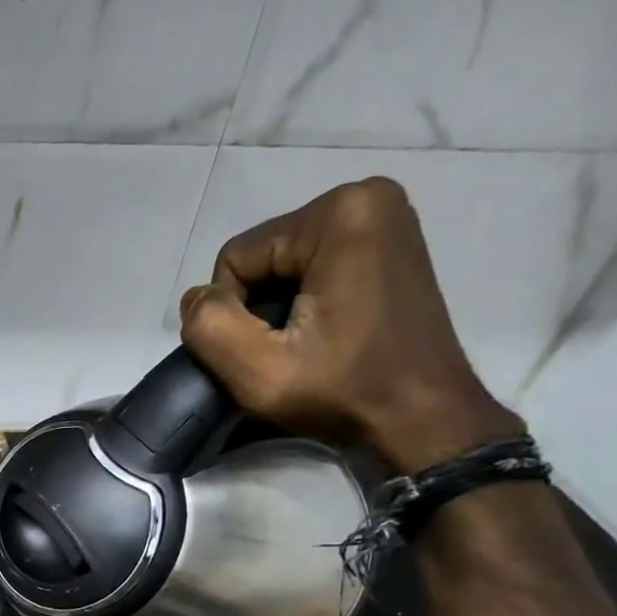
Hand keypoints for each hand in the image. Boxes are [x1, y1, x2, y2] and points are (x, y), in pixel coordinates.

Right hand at [177, 177, 523, 472]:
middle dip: (256, 308)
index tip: (267, 351)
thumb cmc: (343, 392)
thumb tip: (195, 300)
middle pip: (260, 257)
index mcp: (339, 213)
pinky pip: (311, 267)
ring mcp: (383, 218)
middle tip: (284, 352)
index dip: (232, 313)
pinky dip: (302, 302)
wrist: (421, 417)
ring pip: (280, 265)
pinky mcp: (387, 244)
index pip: (235, 259)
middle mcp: (366, 197)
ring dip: (276, 309)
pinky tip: (321, 334)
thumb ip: (209, 328)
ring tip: (303, 346)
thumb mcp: (258, 372)